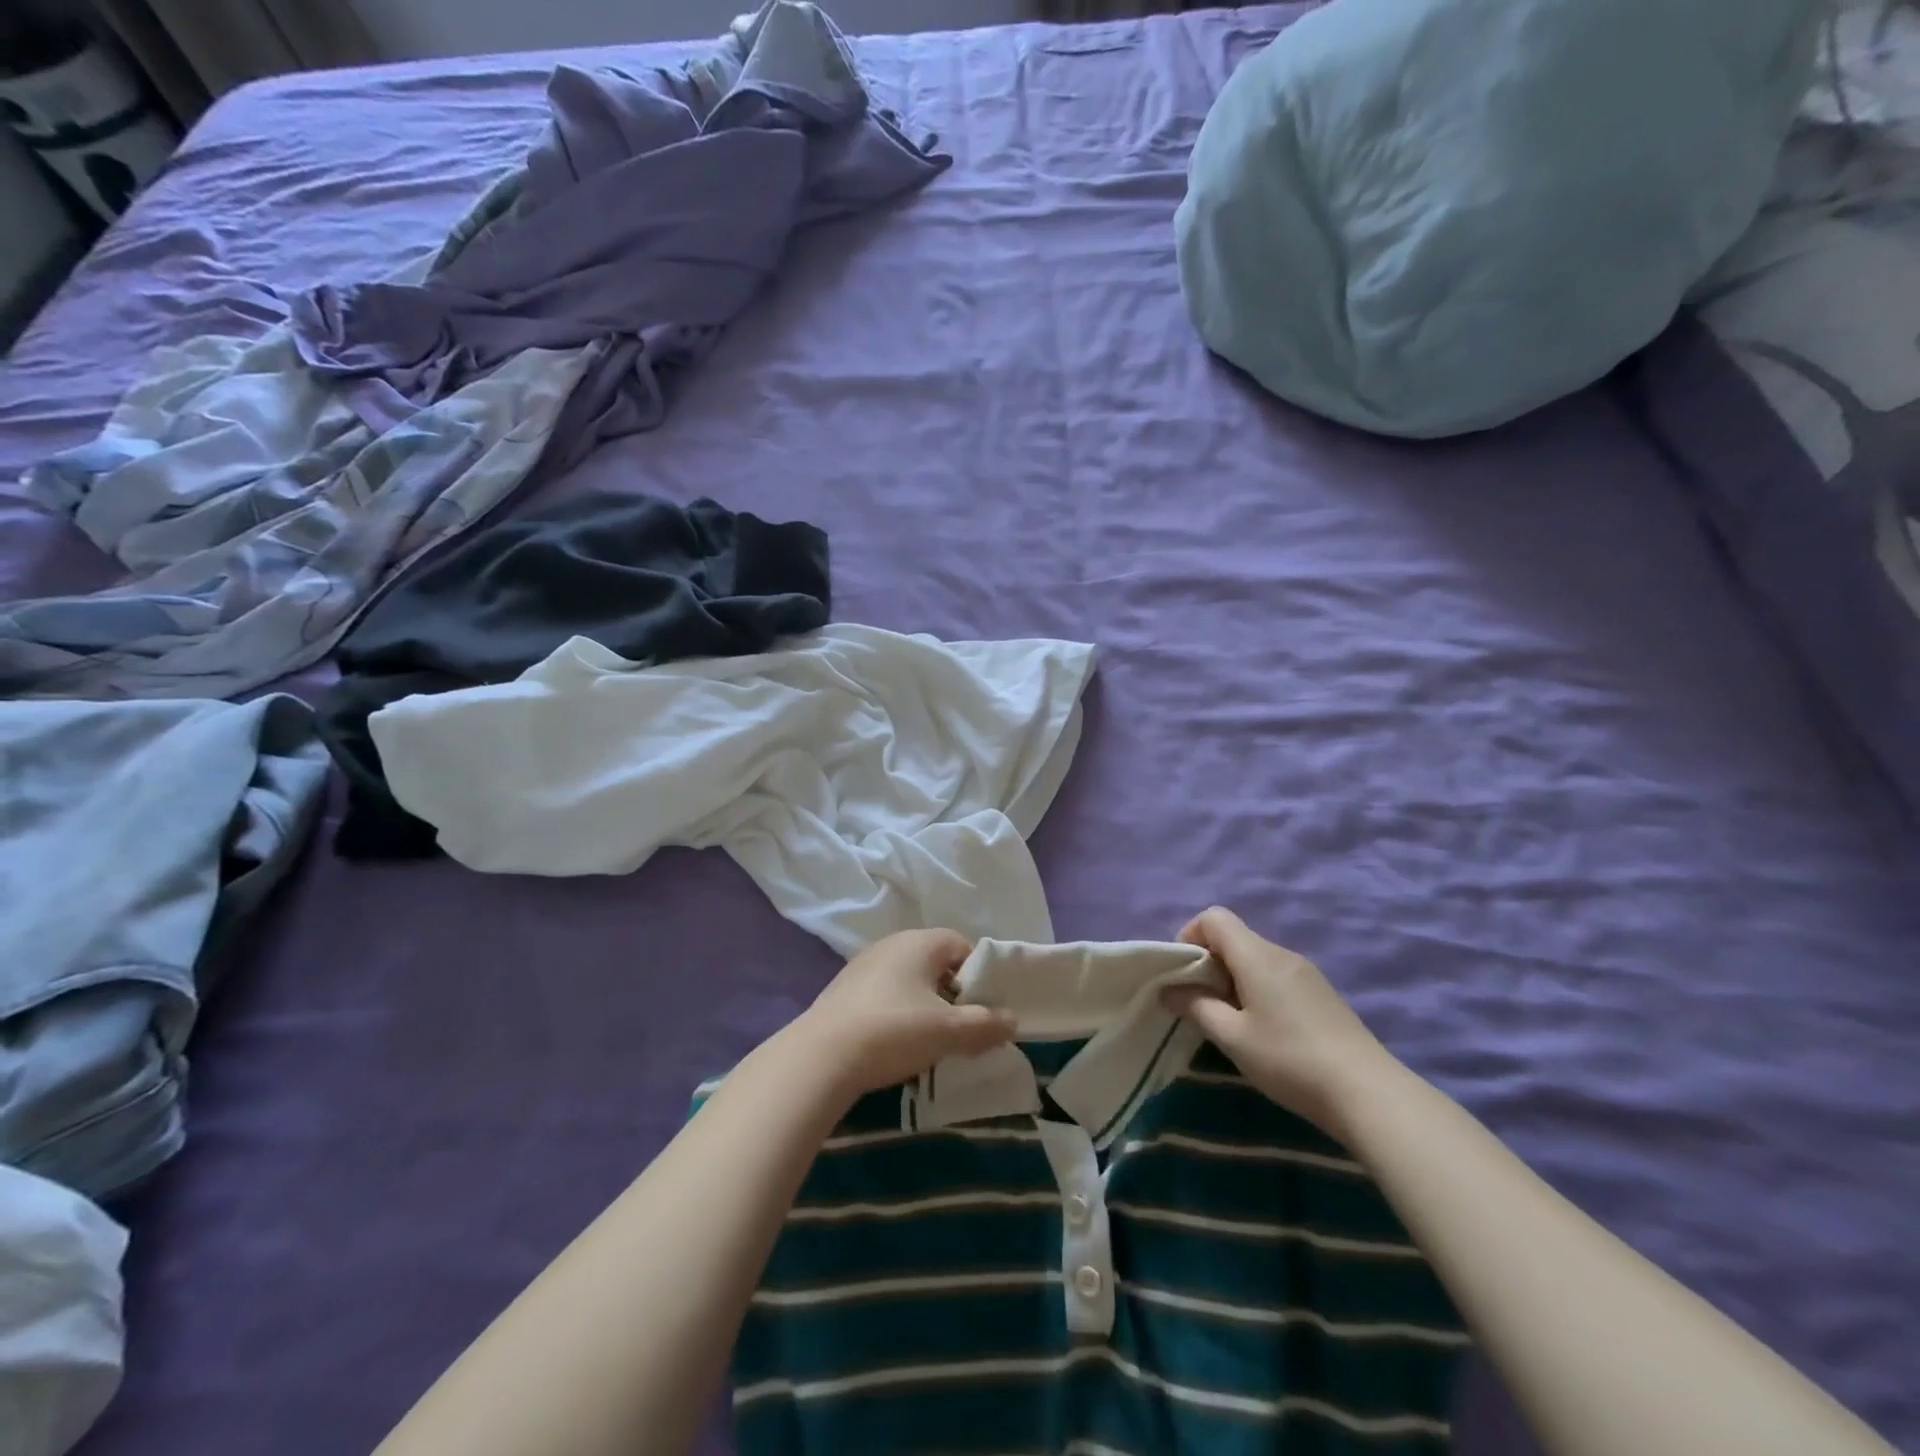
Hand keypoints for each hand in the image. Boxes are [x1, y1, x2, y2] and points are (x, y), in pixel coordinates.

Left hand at [792, 930, 1017, 1101]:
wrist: (821, 1057)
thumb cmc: (894, 1031)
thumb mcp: (949, 1031)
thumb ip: (986, 1024)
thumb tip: (1012, 1020)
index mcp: (919, 942)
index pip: (962, 945)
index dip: (978, 976)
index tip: (982, 1009)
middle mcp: (891, 944)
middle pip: (935, 963)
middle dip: (952, 994)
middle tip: (960, 1029)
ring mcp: (863, 965)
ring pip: (909, 981)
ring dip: (924, 1006)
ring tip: (929, 1042)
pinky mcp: (843, 991)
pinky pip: (884, 995)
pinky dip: (897, 1014)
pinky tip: (894, 1044)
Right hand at [1161, 906, 1398, 1141]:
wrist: (1368, 1093)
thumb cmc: (1290, 1060)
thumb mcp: (1233, 1038)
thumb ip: (1196, 1008)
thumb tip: (1168, 990)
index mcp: (1257, 955)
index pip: (1214, 917)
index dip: (1190, 936)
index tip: (1183, 974)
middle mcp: (1282, 954)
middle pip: (1234, 937)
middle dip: (1209, 963)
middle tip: (1202, 1004)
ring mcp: (1306, 973)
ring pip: (1255, 958)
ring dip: (1233, 979)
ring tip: (1232, 1022)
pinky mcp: (1321, 994)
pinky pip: (1276, 976)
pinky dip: (1257, 990)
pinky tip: (1265, 1030)